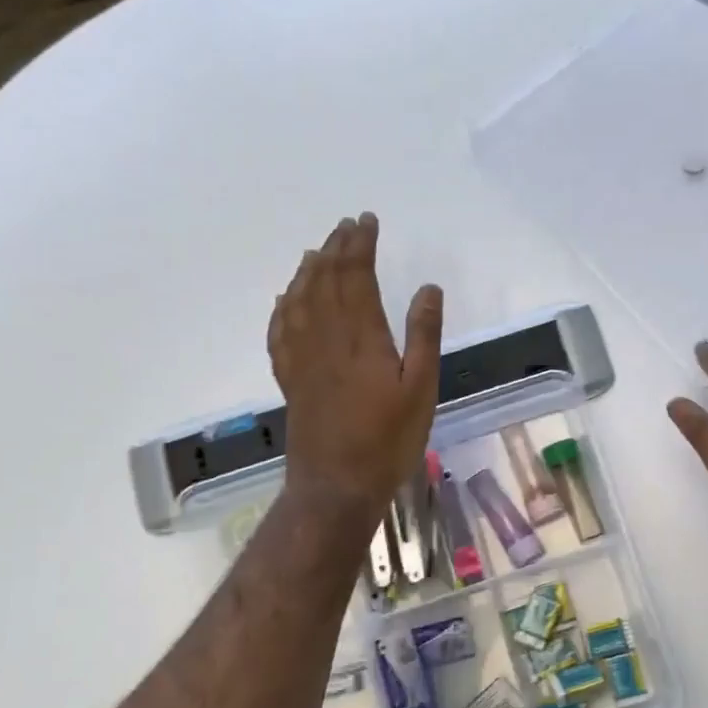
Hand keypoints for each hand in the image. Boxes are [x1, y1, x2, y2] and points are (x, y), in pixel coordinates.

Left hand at [268, 213, 442, 518]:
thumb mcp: (421, 390)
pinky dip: (283, 308)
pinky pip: (280, 332)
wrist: (337, 486)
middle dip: (336, 249)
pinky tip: (285, 300)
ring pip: (299, 300)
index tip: (367, 221)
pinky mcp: (291, 380)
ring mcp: (303, 359)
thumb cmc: (388, 441)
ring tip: (317, 251)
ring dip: (308, 271)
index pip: (357, 277)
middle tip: (345, 226)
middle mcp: (326, 338)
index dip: (360, 246)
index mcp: (362, 338)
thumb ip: (423, 336)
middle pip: (326, 281)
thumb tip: (428, 288)